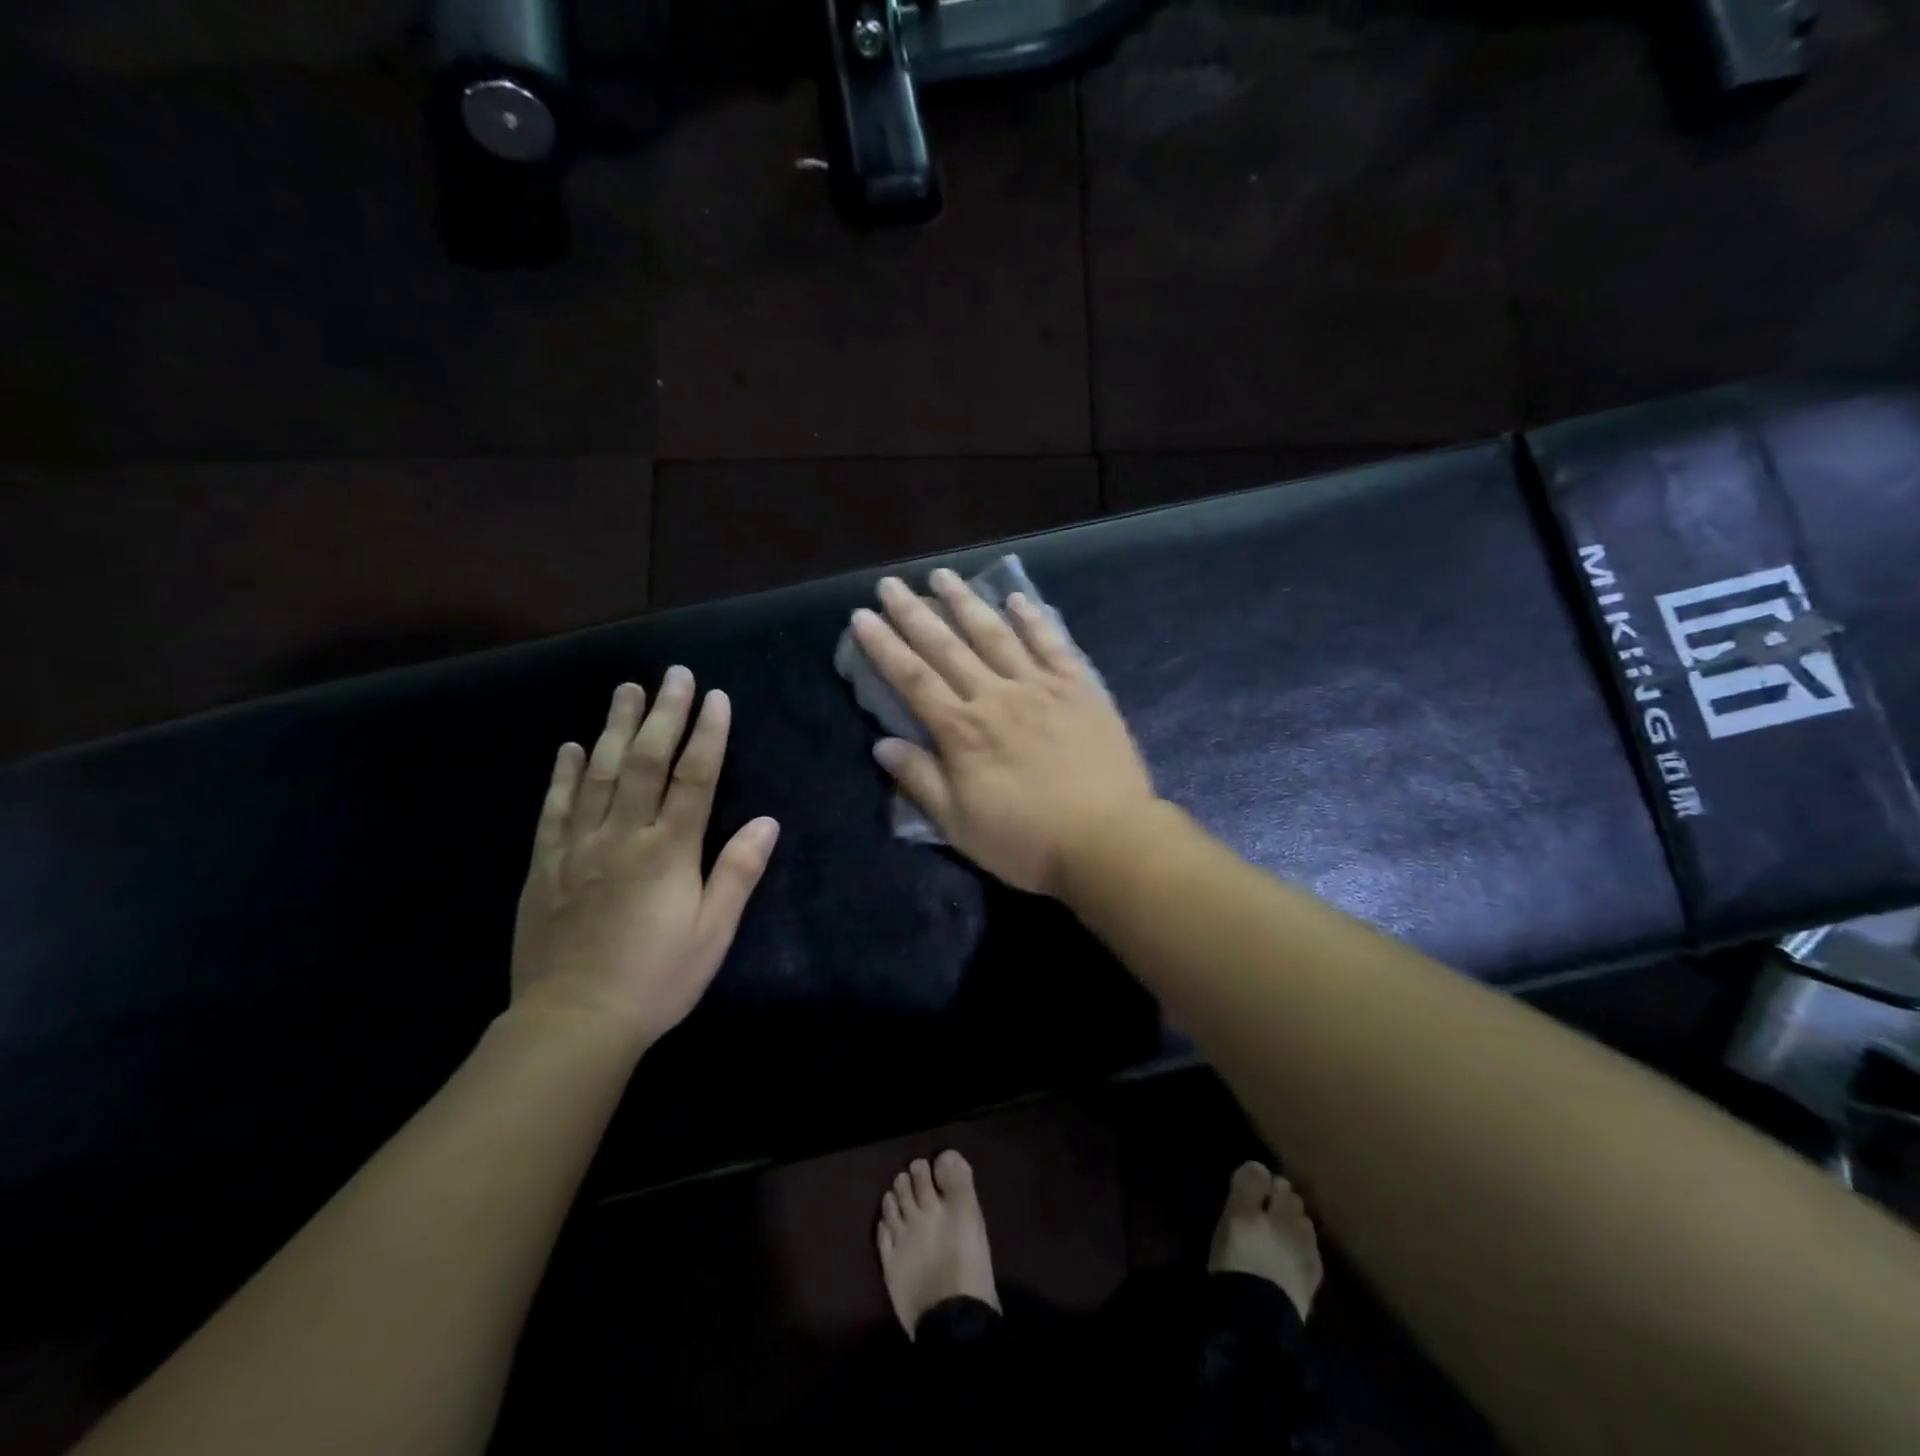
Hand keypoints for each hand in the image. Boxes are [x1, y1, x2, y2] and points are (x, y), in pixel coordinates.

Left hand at [510, 670, 779, 1049]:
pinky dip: (564, 774)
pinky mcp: (545, 865)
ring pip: (598, 774)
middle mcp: (622, 836)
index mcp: (668, 852)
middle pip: (645, 762)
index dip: (707, 735)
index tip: (716, 698)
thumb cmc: (656, 979)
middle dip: (663, 714)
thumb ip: (737, 873)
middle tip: (673, 675)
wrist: (572, 1022)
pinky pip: (555, 809)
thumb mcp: (712, 933)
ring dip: (614, 727)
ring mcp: (578, 847)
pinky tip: (571, 746)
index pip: (694, 779)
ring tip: (626, 689)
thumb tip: (767, 821)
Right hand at [851, 569, 1157, 896]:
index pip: (912, 679)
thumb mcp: (959, 824)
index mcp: (963, 731)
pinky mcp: (1079, 688)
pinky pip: (1052, 644)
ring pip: (996, 634)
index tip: (862, 616)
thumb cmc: (1026, 840)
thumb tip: (881, 744)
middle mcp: (996, 696)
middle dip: (915, 613)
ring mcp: (1040, 687)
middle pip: (948, 647)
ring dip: (967, 602)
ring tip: (944, 575)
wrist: (1107, 840)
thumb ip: (920, 780)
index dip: (885, 646)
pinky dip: (1033, 619)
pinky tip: (1017, 598)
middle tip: (891, 583)